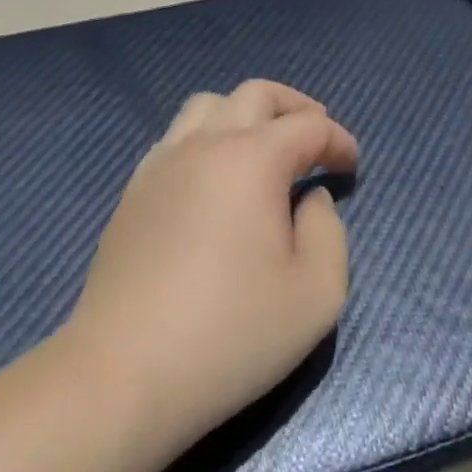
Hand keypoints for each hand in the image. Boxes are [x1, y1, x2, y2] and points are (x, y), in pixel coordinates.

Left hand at [67, 81, 358, 451]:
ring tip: (264, 149)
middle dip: (296, 107)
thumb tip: (310, 199)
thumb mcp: (316, 294)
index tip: (351, 167)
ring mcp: (162, 164)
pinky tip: (215, 179)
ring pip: (208, 105)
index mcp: (253, 160)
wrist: (120, 377)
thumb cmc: (229, 336)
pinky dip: (208, 138)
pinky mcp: (134, 191)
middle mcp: (206, 145)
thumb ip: (330, 232)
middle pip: (256, 93)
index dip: (338, 140)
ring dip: (246, 114)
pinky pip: (176, 137)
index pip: (309, 126)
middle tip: (317, 137)